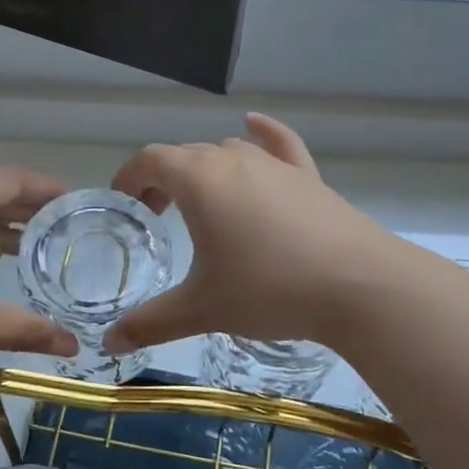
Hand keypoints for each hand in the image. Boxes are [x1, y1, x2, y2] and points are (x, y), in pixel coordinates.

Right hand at [103, 114, 404, 354]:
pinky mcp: (309, 177)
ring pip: (228, 152)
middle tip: (157, 217)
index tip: (123, 203)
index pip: (150, 160)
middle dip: (163, 179)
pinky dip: (263, 134)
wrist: (358, 286)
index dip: (129, 177)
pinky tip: (255, 127)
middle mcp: (234, 160)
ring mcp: (276, 165)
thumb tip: (110, 342)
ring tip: (201, 202)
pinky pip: (280, 144)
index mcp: (200, 180)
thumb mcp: (202, 309)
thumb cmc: (269, 290)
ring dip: (205, 169)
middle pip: (186, 155)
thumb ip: (150, 323)